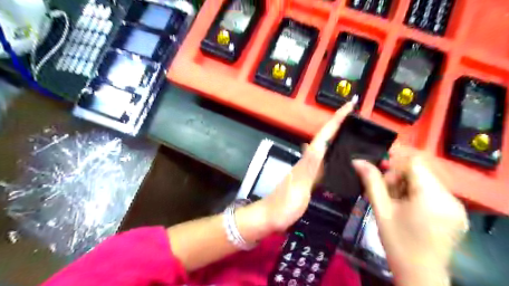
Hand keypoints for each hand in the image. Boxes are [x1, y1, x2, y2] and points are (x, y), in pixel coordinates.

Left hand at [260, 102, 351, 231]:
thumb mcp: (299, 185)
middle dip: (341, 126)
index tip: (350, 105)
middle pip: (327, 139)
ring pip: (327, 149)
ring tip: (357, 136)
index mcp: (308, 159)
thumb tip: (319, 144)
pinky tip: (343, 161)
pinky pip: (327, 164)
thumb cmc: (284, 204)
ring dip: (339, 139)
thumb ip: (309, 166)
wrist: (271, 217)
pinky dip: (336, 157)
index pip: (324, 135)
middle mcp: (310, 160)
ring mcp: (310, 170)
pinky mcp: (311, 180)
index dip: (337, 119)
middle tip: (360, 120)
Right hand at [353, 156, 466, 284]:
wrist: (419, 275)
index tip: (382, 181)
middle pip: (421, 172)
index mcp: (432, 197)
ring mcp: (457, 206)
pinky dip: (418, 195)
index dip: (395, 166)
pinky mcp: (457, 213)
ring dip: (407, 187)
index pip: (414, 163)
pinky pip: (434, 192)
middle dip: (399, 179)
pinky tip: (409, 210)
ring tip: (396, 204)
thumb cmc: (397, 242)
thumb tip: (358, 161)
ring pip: (426, 181)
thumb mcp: (381, 210)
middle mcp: (451, 198)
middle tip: (387, 196)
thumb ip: (371, 182)